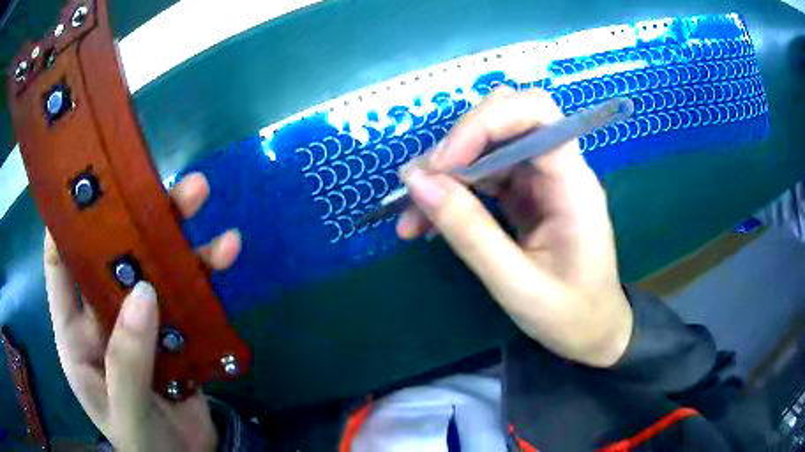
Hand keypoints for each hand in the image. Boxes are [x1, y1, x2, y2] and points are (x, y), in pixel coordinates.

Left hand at [44, 173, 240, 450]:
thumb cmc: (144, 444)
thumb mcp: (127, 411)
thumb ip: (127, 360)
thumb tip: (143, 293)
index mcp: (76, 335)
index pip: (60, 268)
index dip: (65, 223)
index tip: (84, 182)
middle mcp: (103, 317)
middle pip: (111, 255)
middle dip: (131, 216)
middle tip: (155, 181)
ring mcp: (138, 322)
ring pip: (151, 266)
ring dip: (173, 234)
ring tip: (199, 197)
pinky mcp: (172, 331)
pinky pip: (185, 294)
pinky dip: (203, 272)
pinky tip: (226, 252)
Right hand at [397, 87, 632, 366]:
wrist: (593, 332)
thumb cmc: (569, 315)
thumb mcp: (516, 284)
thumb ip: (469, 232)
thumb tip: (417, 181)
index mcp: (574, 185)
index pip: (536, 113)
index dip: (484, 123)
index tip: (443, 164)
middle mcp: (560, 170)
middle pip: (508, 117)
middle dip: (460, 142)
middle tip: (422, 185)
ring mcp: (543, 180)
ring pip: (490, 145)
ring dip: (447, 171)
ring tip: (412, 214)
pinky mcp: (527, 194)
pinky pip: (485, 174)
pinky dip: (453, 191)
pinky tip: (426, 221)